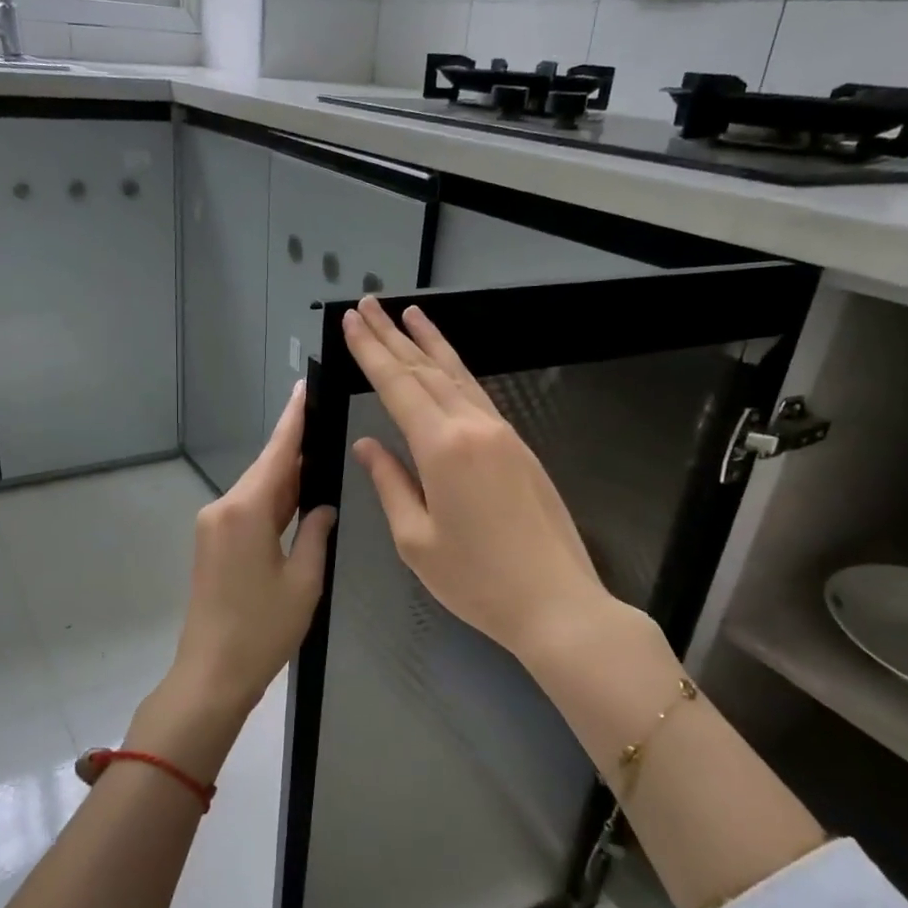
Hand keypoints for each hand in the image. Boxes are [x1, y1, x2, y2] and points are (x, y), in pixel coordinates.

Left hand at [165, 381, 336, 713]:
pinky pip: (249, 510)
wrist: (211, 673)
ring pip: (258, 491)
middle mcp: (223, 509)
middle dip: (296, 448)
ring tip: (322, 456)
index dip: (294, 420)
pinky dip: (274, 502)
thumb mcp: (304, 581)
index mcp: (246, 511)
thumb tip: (324, 507)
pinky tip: (298, 497)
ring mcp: (214, 526)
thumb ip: (316, 533)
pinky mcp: (214, 544)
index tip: (306, 387)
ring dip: (288, 478)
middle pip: (267, 470)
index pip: (278, 454)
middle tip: (328, 422)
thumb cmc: (262, 630)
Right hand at [342, 296, 611, 660]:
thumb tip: (368, 445)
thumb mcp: (416, 540)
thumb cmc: (477, 580)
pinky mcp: (519, 447)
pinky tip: (446, 366)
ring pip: (458, 376)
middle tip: (368, 305)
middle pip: (426, 370)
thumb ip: (390, 483)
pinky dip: (456, 372)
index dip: (371, 352)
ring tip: (409, 314)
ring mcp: (502, 434)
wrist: (556, 602)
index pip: (398, 386)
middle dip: (393, 336)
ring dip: (430, 343)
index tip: (351, 321)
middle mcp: (474, 427)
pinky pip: (479, 395)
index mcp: (442, 448)